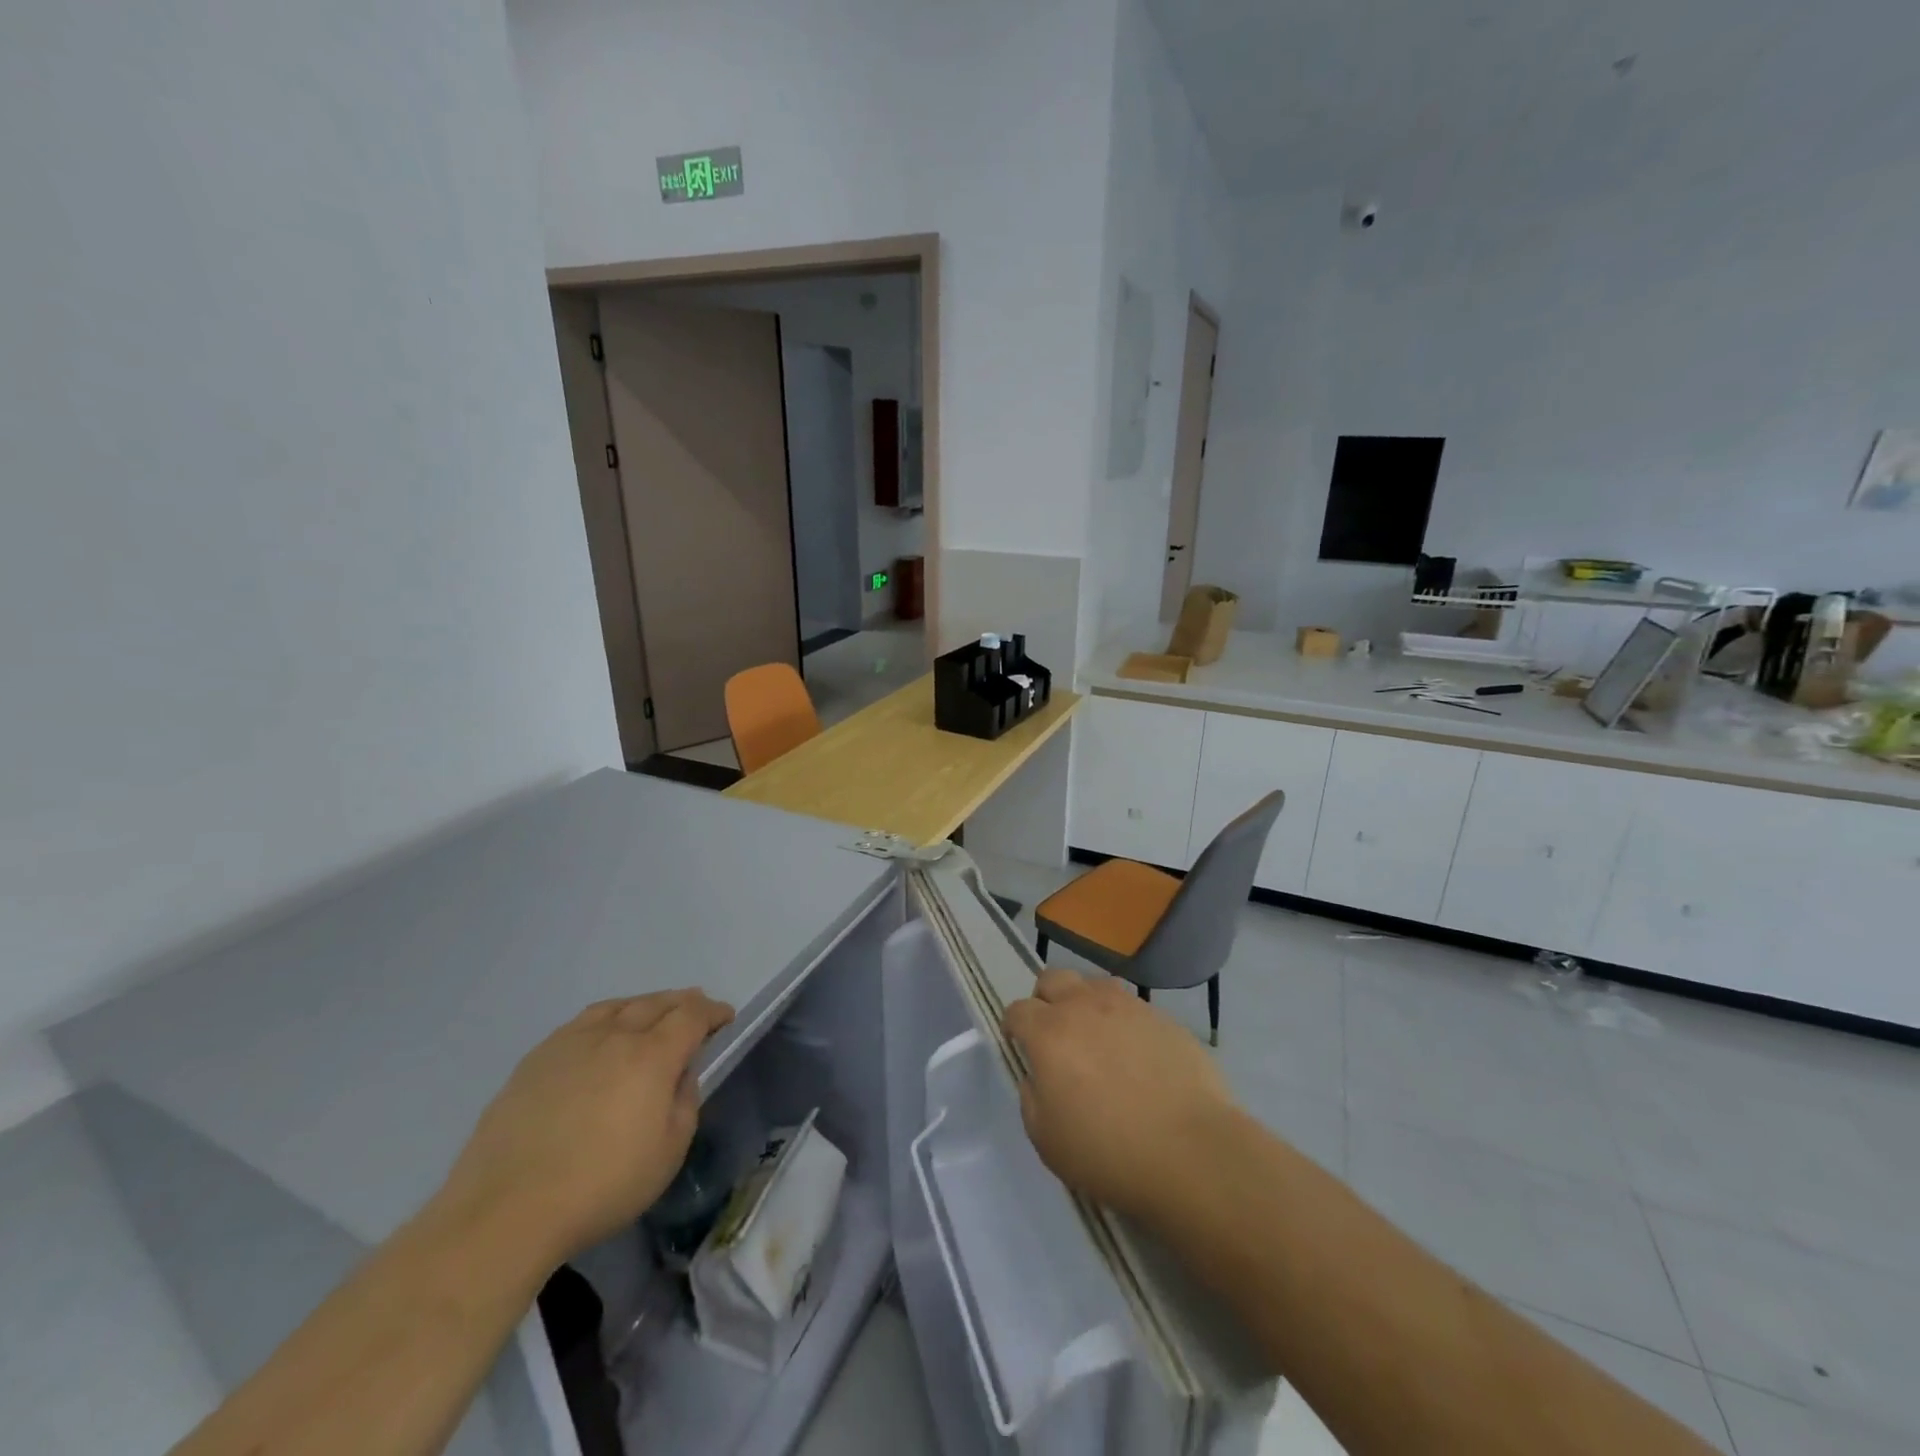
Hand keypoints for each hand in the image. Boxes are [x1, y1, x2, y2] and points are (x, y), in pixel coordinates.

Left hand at [435, 990, 733, 1268]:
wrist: (505, 1212)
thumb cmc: (601, 1186)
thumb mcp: (668, 1152)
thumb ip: (685, 1102)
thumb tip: (681, 1074)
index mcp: (652, 1055)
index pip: (692, 1015)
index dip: (713, 1012)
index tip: (725, 1018)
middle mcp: (614, 1035)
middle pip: (656, 1003)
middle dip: (682, 1003)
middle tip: (695, 1009)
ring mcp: (570, 1043)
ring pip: (617, 1006)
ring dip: (644, 1005)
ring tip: (651, 1014)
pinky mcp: (536, 1059)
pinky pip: (583, 1022)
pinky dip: (607, 1018)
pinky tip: (602, 1035)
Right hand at [1004, 969, 1237, 1220]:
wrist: (1192, 1152)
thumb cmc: (1109, 1152)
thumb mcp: (1047, 1140)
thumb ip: (1032, 1098)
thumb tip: (1038, 1076)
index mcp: (1049, 1033)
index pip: (1017, 1010)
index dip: (1014, 1026)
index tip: (1019, 1045)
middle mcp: (1084, 1006)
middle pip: (1053, 979)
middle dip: (1045, 1000)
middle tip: (1055, 1034)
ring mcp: (1128, 1006)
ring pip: (1094, 984)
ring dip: (1085, 1003)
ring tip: (1097, 1039)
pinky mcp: (1164, 1017)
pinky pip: (1133, 1007)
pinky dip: (1124, 1023)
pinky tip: (1137, 1056)